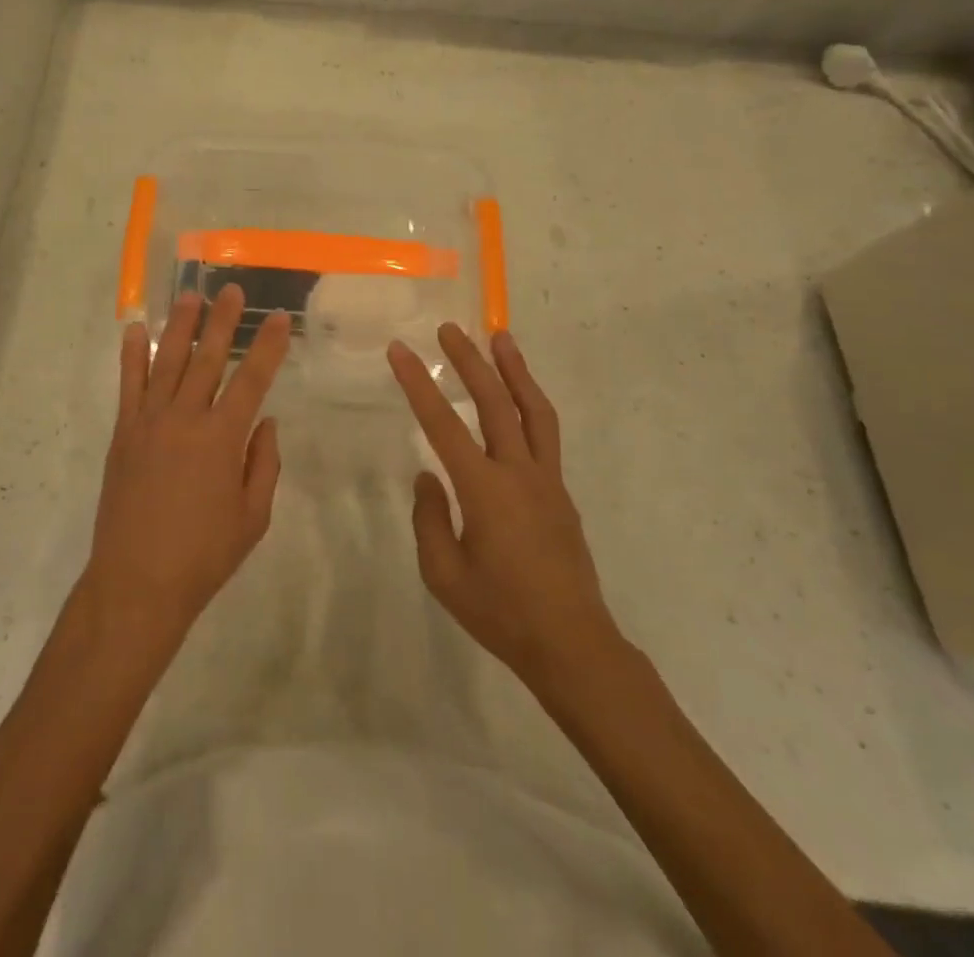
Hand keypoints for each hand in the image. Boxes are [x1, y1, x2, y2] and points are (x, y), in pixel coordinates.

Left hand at [85, 284, 291, 643]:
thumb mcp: (253, 517)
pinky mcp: (124, 432)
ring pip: (168, 362)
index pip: (252, 380)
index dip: (268, 346)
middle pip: (208, 359)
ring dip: (180, 326)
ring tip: (190, 295)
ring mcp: (149, 422)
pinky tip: (137, 330)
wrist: (137, 581)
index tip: (279, 318)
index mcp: (222, 439)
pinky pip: (129, 385)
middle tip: (232, 289)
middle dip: (222, 321)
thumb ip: (263, 464)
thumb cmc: (203, 555)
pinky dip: (132, 355)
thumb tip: (265, 422)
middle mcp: (186, 419)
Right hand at [388, 325, 622, 694]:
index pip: (443, 424)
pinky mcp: (560, 492)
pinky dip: (531, 403)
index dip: (419, 384)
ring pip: (533, 410)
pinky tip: (519, 398)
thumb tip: (428, 479)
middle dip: (469, 361)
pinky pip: (545, 434)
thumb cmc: (501, 612)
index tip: (400, 351)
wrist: (572, 644)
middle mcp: (518, 472)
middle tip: (450, 328)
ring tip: (501, 338)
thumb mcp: (444, 574)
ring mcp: (546, 479)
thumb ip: (431, 519)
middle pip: (494, 402)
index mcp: (485, 490)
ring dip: (515, 370)